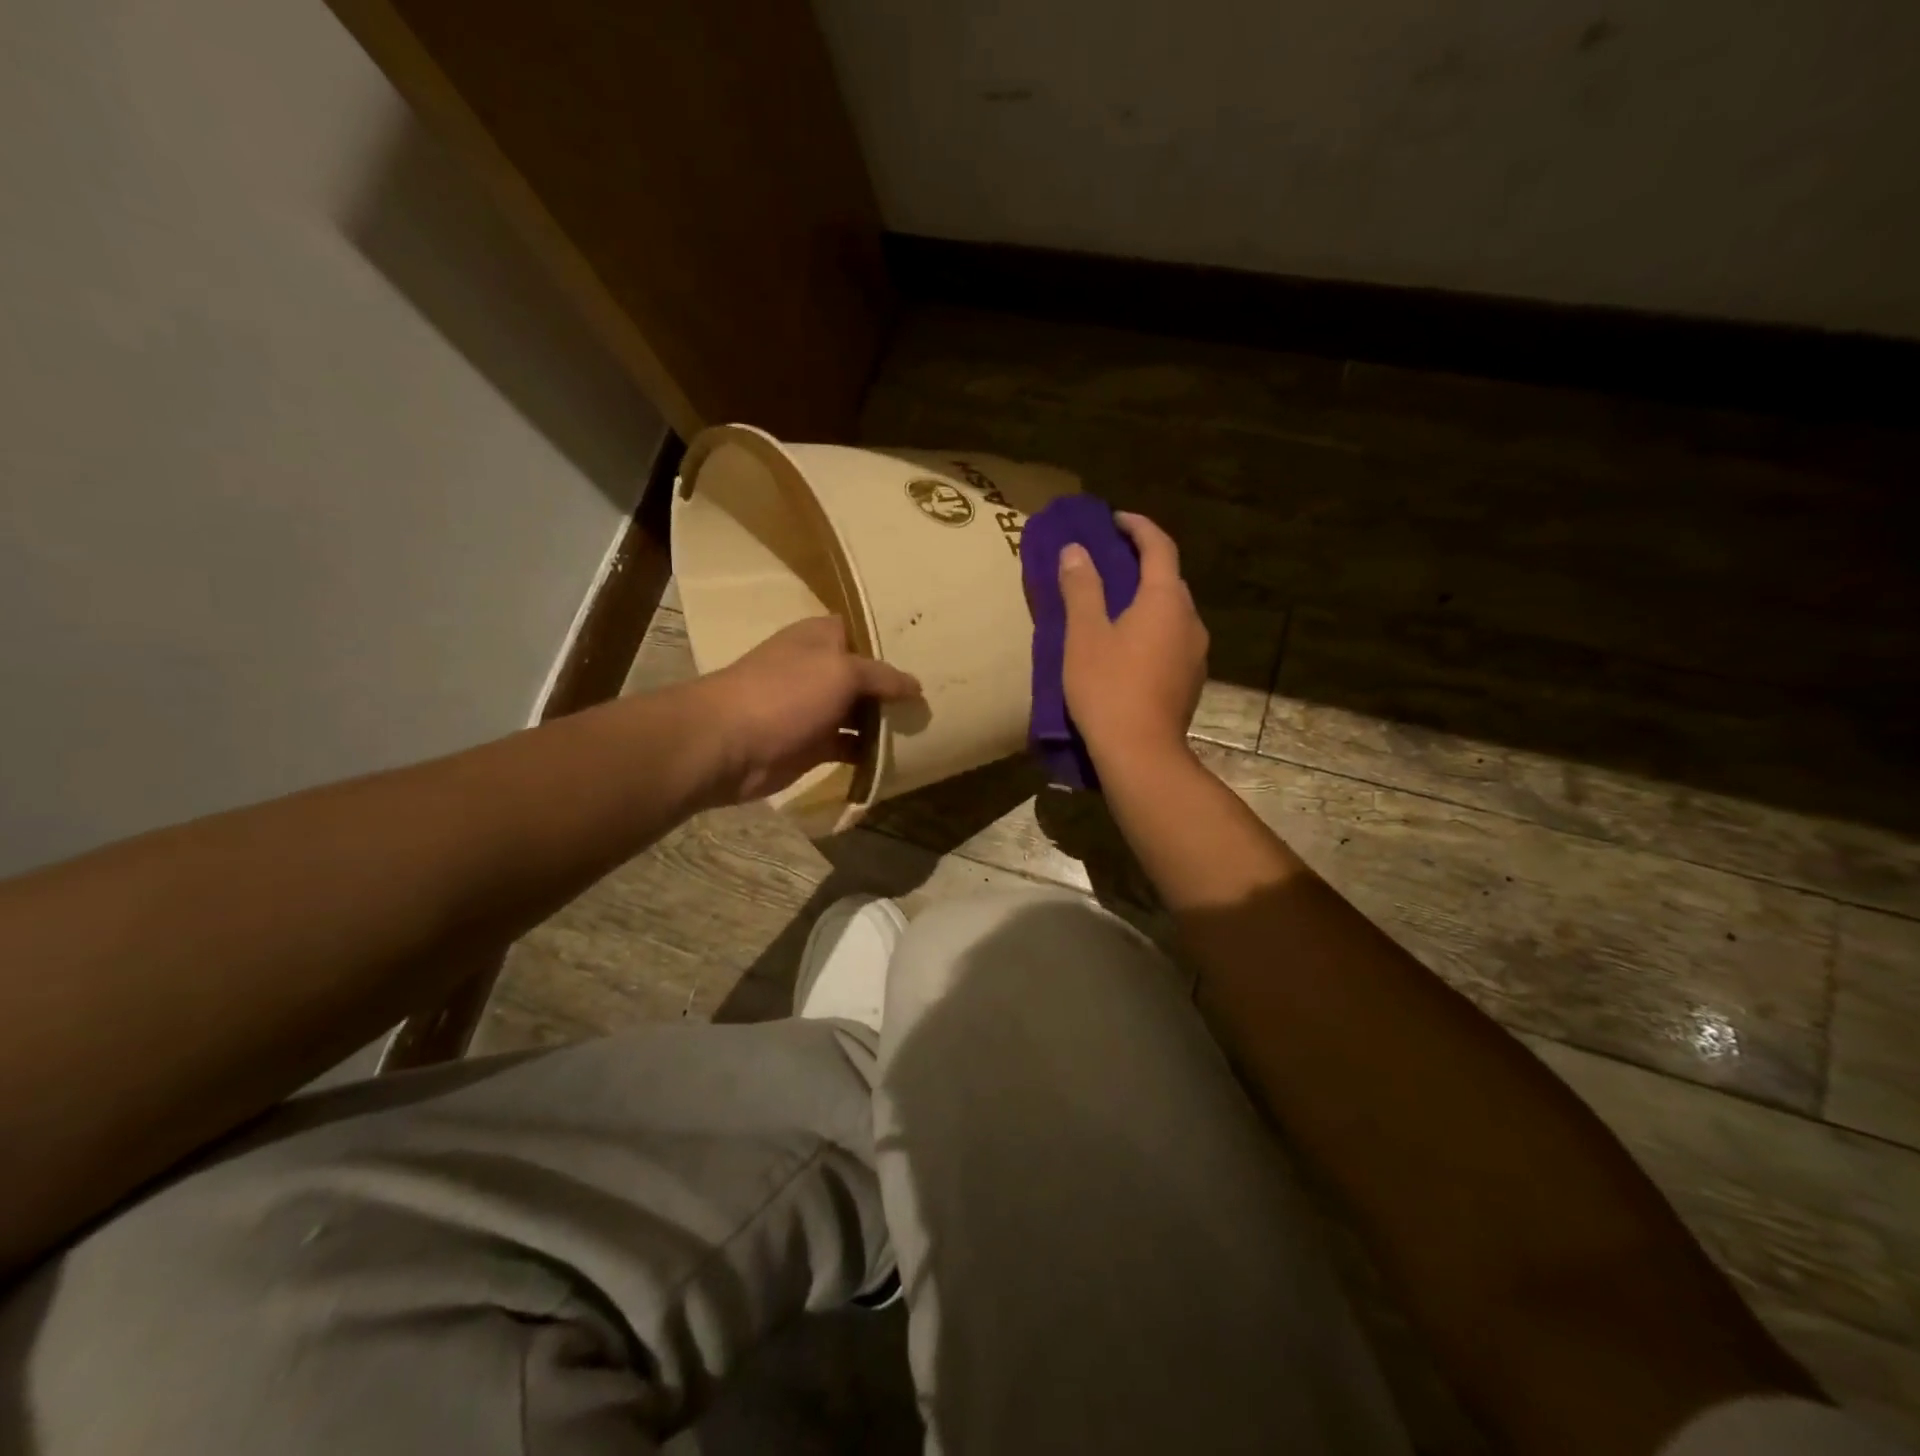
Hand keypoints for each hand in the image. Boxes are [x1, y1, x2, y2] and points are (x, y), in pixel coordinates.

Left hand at [698, 616, 921, 804]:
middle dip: (898, 685)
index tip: (934, 650)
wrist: (727, 744)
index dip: (894, 640)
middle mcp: (820, 668)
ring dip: (887, 721)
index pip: (865, 630)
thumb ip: (882, 676)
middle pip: (868, 674)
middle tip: (941, 694)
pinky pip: (851, 744)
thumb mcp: (841, 672)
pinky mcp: (813, 744)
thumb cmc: (785, 694)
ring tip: (929, 725)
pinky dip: (871, 751)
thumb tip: (916, 686)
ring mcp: (815, 708)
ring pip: (861, 712)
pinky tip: (901, 756)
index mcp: (822, 638)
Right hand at [1058, 512, 1208, 772]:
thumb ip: (1081, 588)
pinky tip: (1128, 648)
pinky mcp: (1191, 681)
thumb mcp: (1084, 635)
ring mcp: (1196, 653)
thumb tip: (1076, 550)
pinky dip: (1152, 629)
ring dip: (1148, 600)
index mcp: (1166, 600)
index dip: (1138, 527)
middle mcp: (1190, 620)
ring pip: (1172, 612)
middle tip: (1110, 562)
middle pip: (1170, 579)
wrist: (1140, 753)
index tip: (1115, 520)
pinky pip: (1172, 640)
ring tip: (1115, 606)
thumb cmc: (1108, 688)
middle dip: (1142, 564)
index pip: (1160, 547)